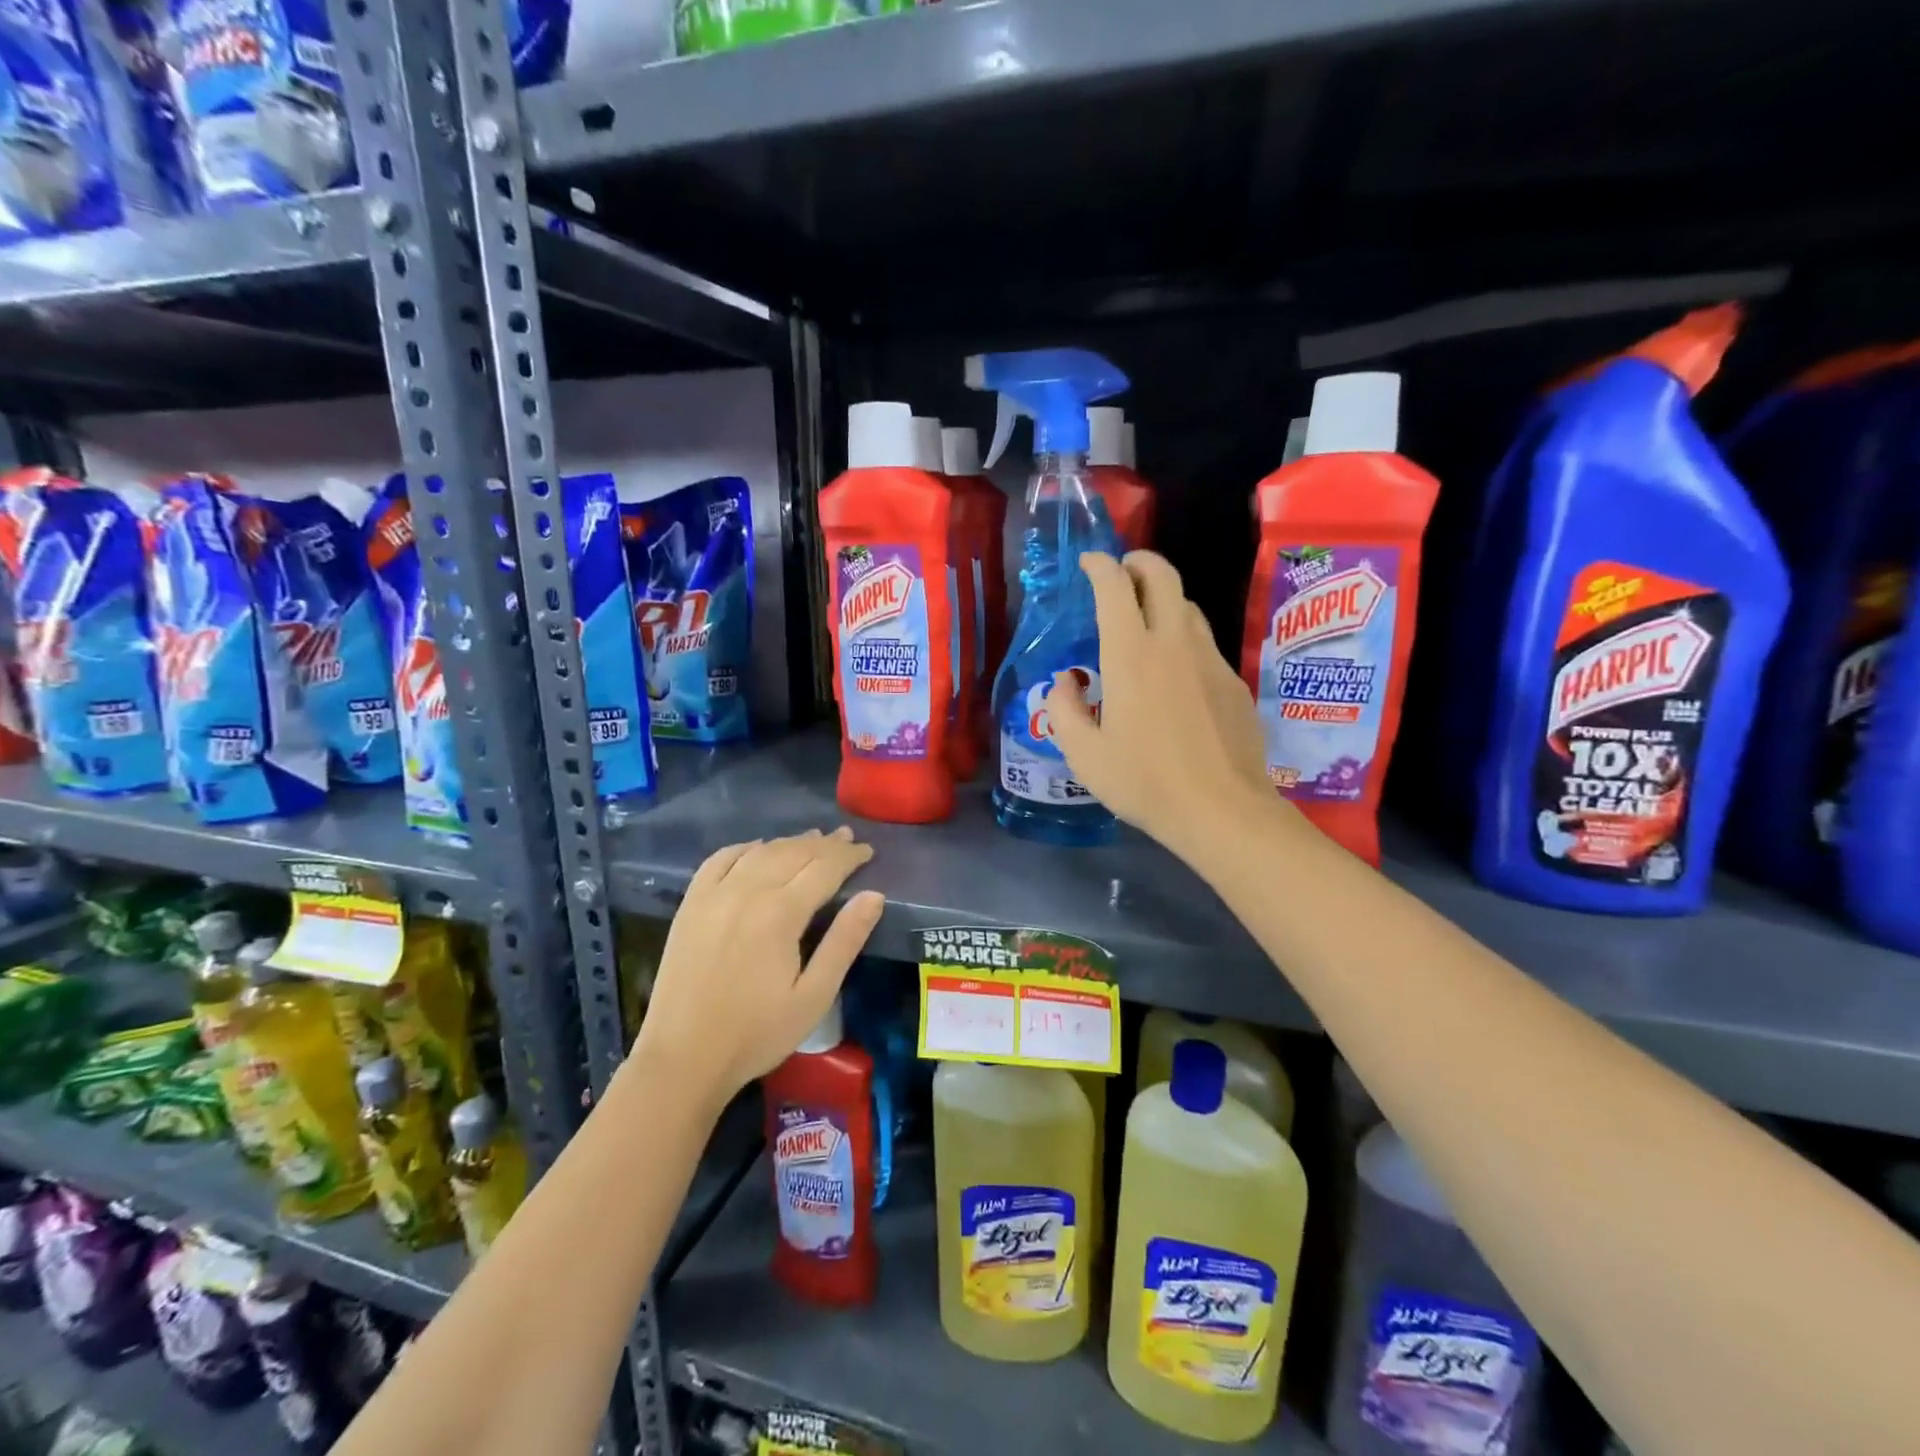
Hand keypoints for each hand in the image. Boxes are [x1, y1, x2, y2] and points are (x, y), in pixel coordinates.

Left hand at [632, 829, 884, 1106]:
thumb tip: (874, 895)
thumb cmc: (757, 1033)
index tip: (868, 851)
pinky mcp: (691, 905)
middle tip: (847, 839)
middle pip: (793, 853)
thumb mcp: (814, 996)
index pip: (824, 868)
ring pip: (760, 852)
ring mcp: (714, 895)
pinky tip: (757, 848)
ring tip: (812, 840)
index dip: (849, 856)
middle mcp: (747, 891)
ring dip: (790, 843)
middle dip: (824, 844)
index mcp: (780, 913)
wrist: (683, 1059)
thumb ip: (845, 941)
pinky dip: (745, 847)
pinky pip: (720, 860)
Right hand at [1049, 551, 1279, 856]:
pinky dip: (1184, 637)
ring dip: (1163, 599)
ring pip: (1188, 606)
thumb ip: (1065, 711)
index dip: (1099, 566)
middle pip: (1163, 575)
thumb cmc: (1145, 783)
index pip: (1115, 587)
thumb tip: (1065, 682)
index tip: (1089, 563)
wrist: (1223, 809)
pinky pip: (1204, 642)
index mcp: (1131, 655)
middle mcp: (1173, 643)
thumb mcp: (1085, 755)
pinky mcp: (1233, 680)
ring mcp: (1210, 659)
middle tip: (1122, 571)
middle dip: (1139, 561)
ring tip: (1146, 621)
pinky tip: (1175, 673)